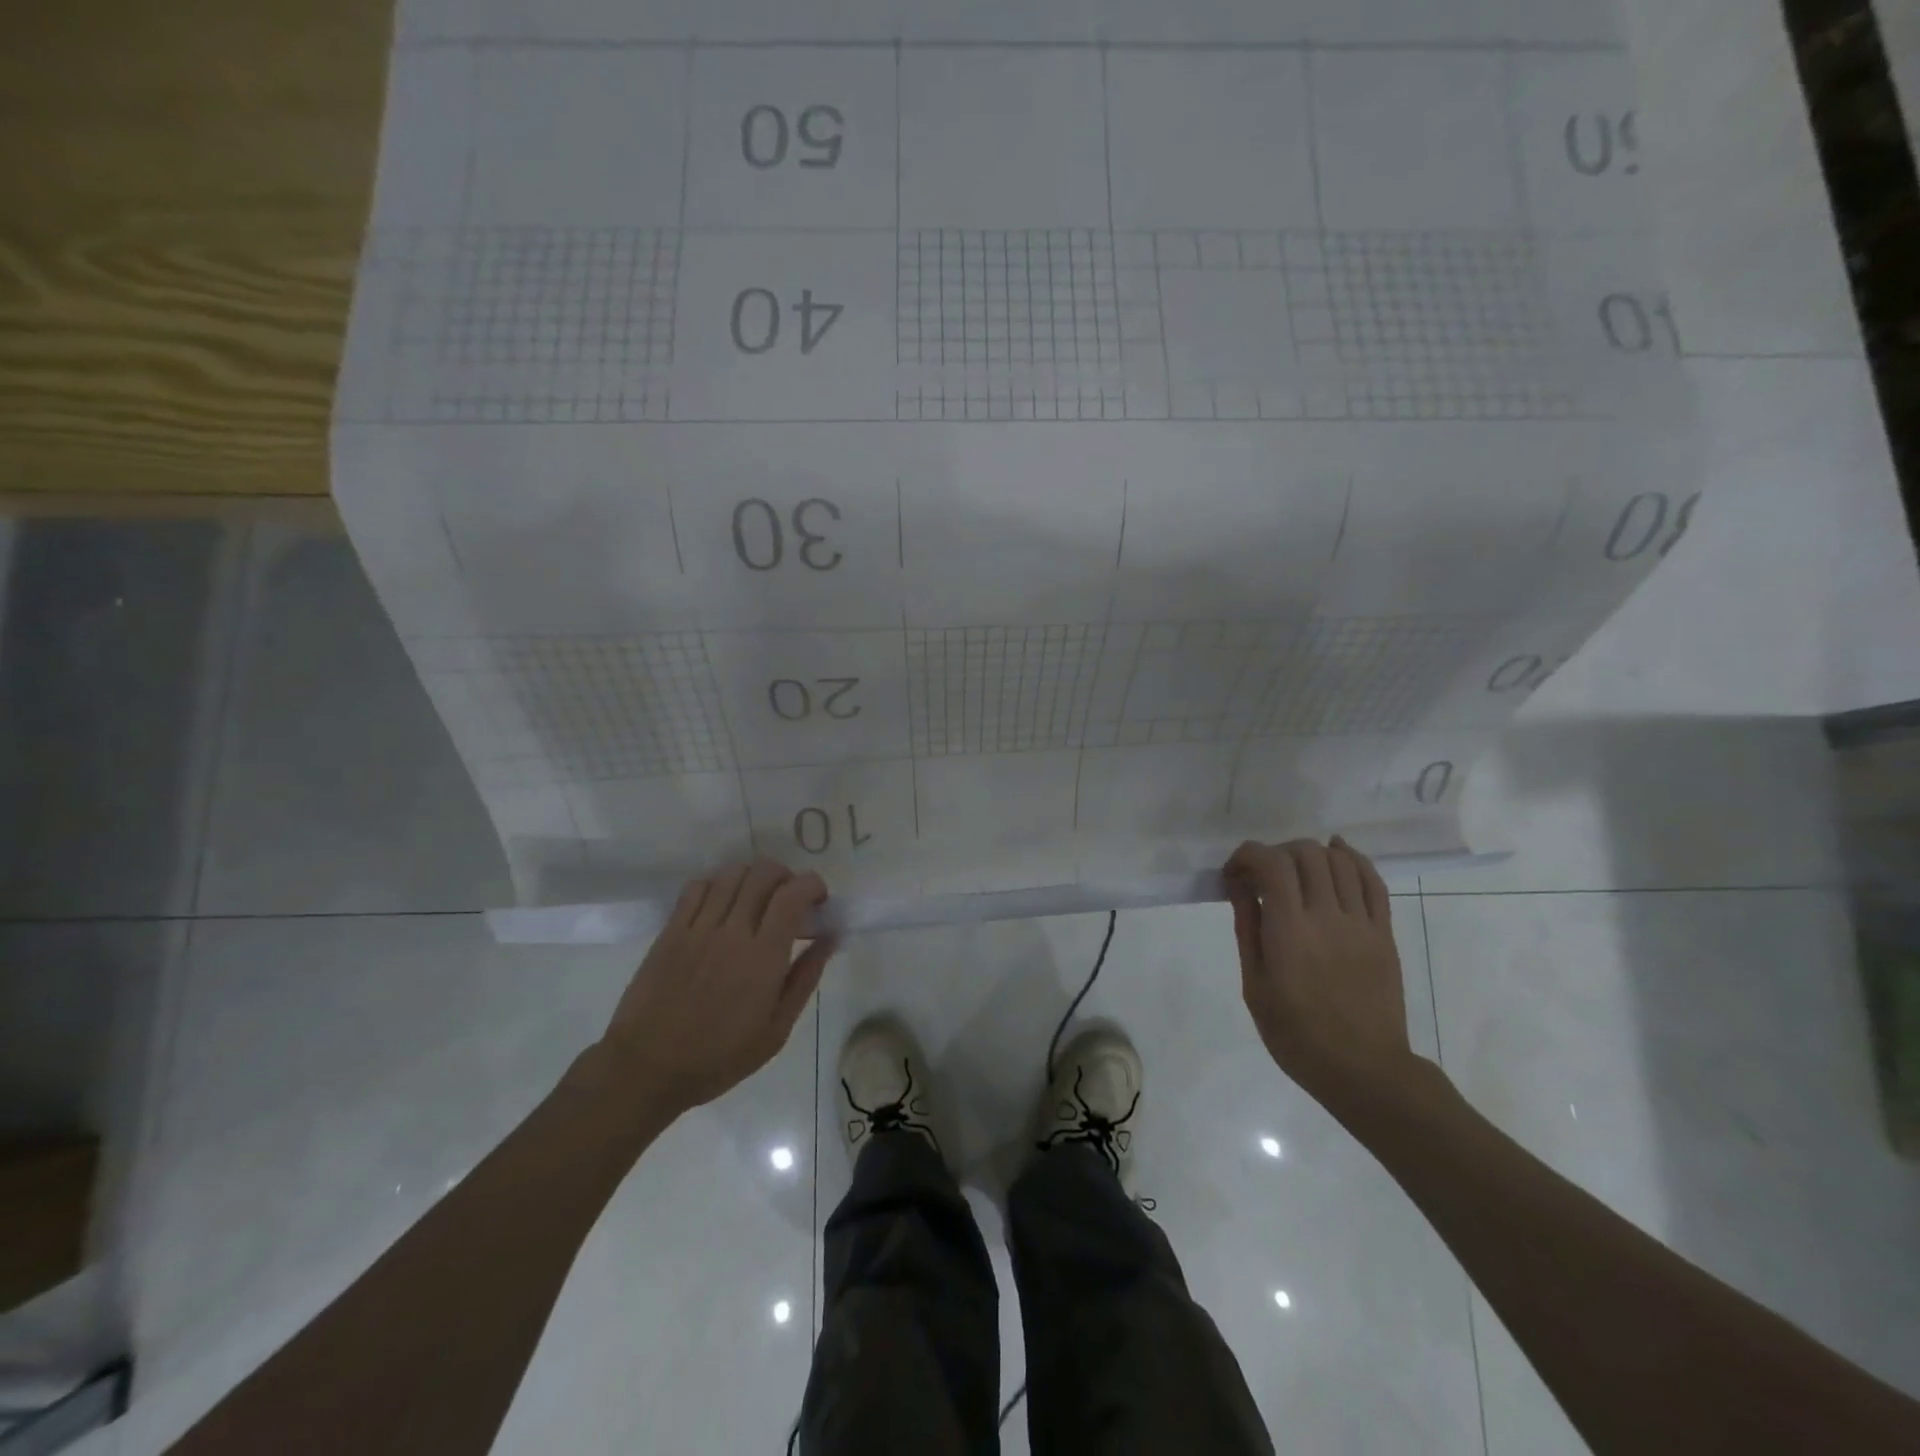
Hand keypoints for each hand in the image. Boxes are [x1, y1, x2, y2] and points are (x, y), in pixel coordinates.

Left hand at [592, 859, 838, 1120]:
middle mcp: (731, 931)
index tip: (819, 900)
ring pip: (731, 874)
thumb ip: (805, 978)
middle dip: (786, 875)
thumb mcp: (776, 1030)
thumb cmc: (719, 1057)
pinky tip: (722, 905)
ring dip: (753, 877)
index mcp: (762, 957)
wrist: (646, 1068)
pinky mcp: (671, 931)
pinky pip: (697, 887)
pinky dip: (718, 884)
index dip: (812, 885)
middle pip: (762, 873)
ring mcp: (697, 928)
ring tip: (758, 900)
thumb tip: (831, 938)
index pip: (791, 894)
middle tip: (791, 899)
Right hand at [1224, 837, 1419, 1111]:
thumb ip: (1248, 929)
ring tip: (1295, 870)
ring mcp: (1362, 923)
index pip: (1271, 864)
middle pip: (1305, 854)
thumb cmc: (1296, 1034)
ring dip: (1311, 854)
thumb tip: (1239, 886)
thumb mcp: (1255, 986)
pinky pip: (1373, 882)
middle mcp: (1328, 916)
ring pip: (1339, 861)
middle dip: (1276, 853)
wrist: (1364, 1070)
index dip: (1247, 855)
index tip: (1234, 874)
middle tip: (1262, 876)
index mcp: (1290, 931)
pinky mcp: (1384, 933)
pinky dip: (1353, 859)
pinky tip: (1336, 855)